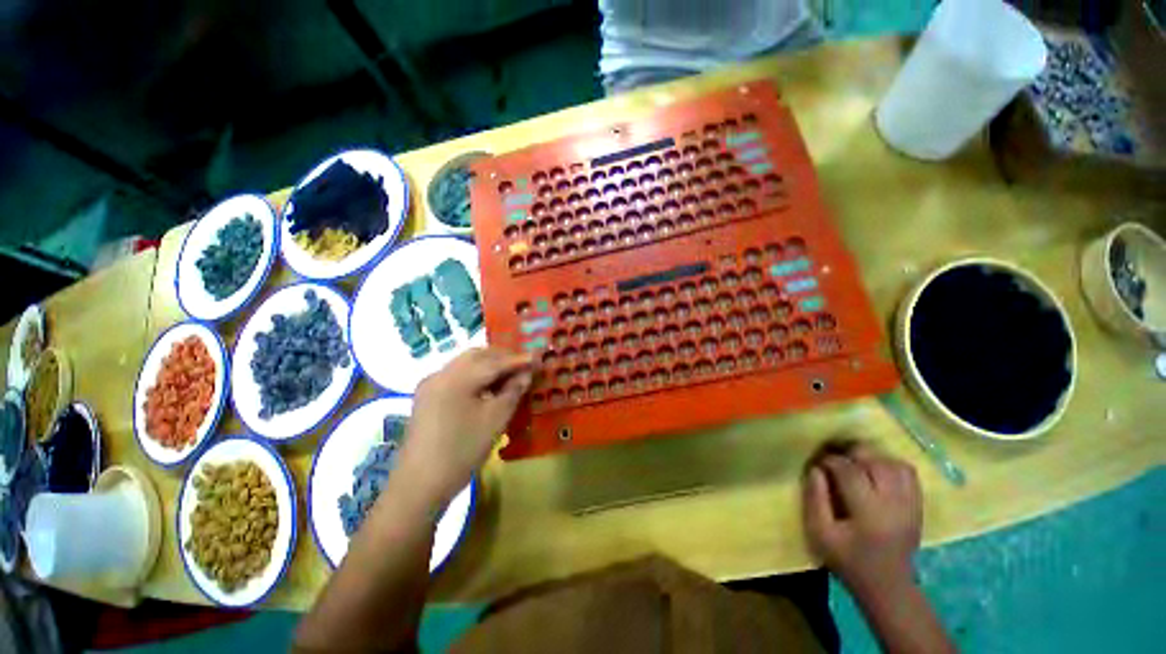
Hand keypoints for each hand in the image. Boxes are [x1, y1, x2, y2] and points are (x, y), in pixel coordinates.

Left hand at [395, 348, 534, 506]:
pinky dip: (475, 376)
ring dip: (488, 365)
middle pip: (476, 356)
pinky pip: (456, 377)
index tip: (536, 357)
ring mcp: (430, 386)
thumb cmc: (462, 451)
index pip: (493, 362)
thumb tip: (526, 374)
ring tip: (509, 376)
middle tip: (523, 365)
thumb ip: (513, 391)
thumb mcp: (495, 420)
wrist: (419, 486)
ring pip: (465, 365)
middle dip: (501, 358)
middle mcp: (440, 374)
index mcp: (456, 378)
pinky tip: (487, 388)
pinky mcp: (427, 398)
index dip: (517, 360)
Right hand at [802, 443, 922, 596]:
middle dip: (851, 453)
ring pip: (893, 463)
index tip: (817, 461)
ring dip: (871, 457)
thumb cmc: (848, 561)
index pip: (850, 471)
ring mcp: (910, 504)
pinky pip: (908, 472)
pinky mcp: (917, 505)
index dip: (830, 460)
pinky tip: (875, 469)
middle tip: (835, 456)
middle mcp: (894, 503)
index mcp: (869, 513)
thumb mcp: (820, 534)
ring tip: (854, 462)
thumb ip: (815, 499)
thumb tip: (814, 469)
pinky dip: (890, 464)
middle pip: (875, 462)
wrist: (888, 586)